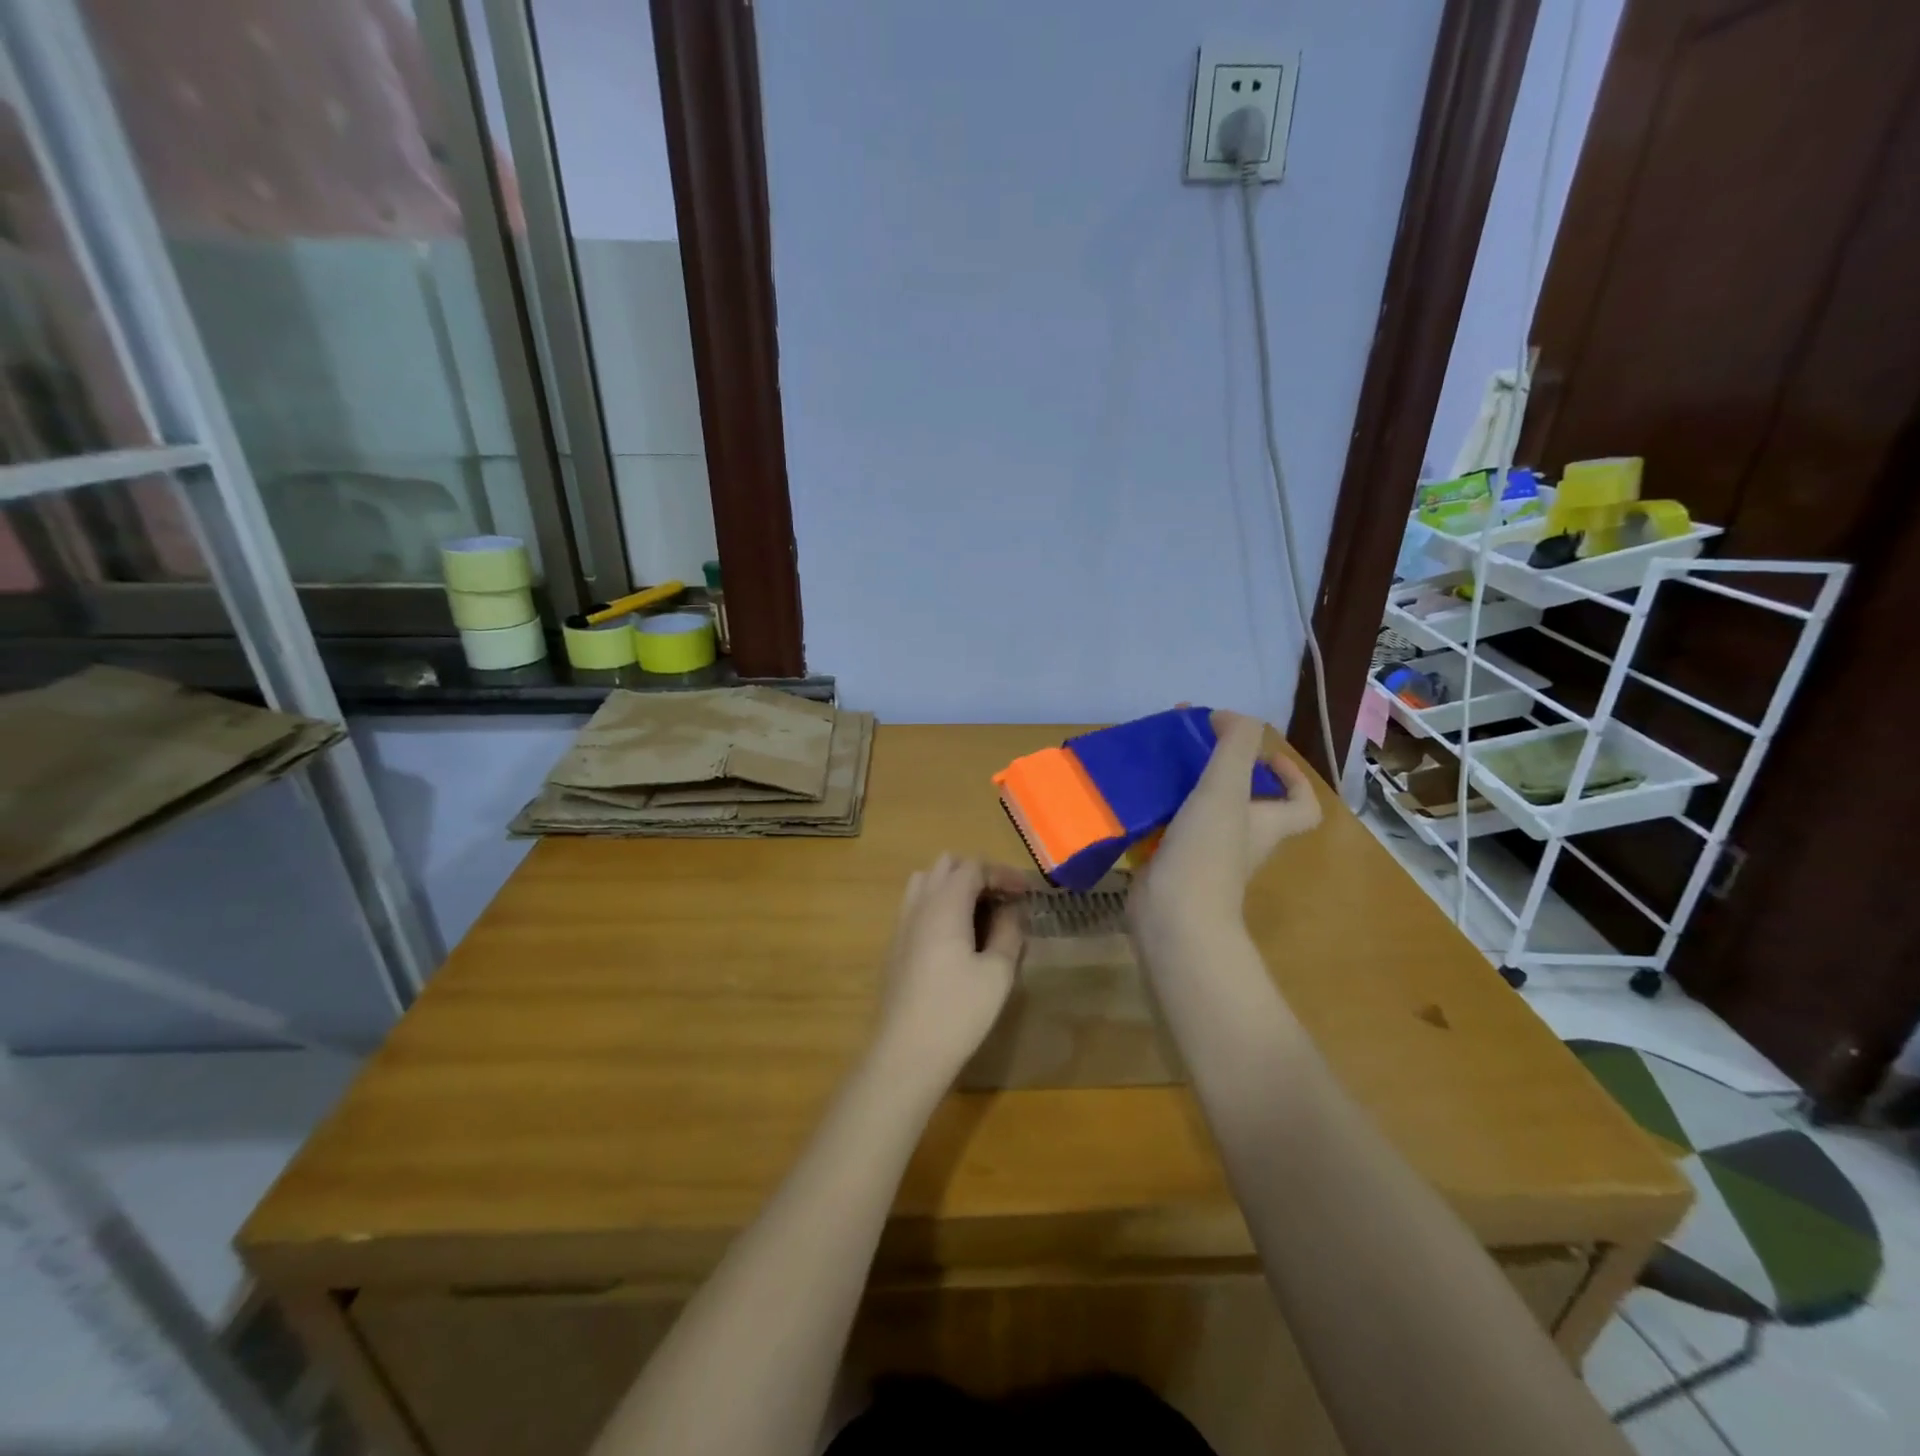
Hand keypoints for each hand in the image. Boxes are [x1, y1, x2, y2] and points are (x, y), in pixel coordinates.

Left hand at [870, 855, 1028, 1087]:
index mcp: (944, 905)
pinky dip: (939, 905)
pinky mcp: (895, 946)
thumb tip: (1012, 911)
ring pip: (926, 883)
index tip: (1026, 892)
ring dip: (955, 887)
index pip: (973, 867)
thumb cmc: (958, 1011)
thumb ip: (1008, 933)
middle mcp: (919, 905)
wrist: (906, 1053)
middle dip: (977, 873)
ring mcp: (902, 925)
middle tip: (1003, 899)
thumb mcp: (997, 973)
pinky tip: (957, 937)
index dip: (1002, 873)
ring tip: (980, 913)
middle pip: (946, 866)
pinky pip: (917, 906)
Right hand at [1129, 711, 1321, 948]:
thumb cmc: (1207, 852)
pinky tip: (1133, 792)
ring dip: (1184, 786)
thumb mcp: (1226, 789)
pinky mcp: (1170, 864)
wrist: (1172, 916)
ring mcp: (1204, 855)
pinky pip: (1167, 829)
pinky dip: (1154, 810)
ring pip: (1201, 812)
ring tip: (1157, 760)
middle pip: (1244, 803)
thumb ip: (1235, 746)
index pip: (1301, 805)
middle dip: (1222, 771)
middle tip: (1193, 746)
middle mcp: (1240, 840)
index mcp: (1264, 824)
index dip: (1292, 778)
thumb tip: (1230, 717)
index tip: (1263, 755)